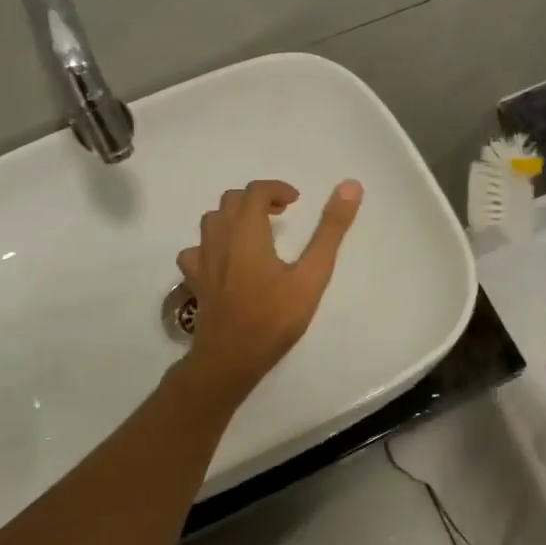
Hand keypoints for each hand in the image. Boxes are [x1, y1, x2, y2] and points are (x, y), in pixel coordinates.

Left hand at [176, 179, 363, 401]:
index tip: (295, 202)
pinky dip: (213, 245)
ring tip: (256, 233)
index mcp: (247, 231)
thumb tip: (350, 186)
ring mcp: (202, 259)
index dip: (276, 189)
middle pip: (231, 201)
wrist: (231, 358)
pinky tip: (226, 260)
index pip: (255, 191)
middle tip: (280, 214)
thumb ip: (330, 230)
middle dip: (257, 199)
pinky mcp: (195, 280)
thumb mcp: (312, 275)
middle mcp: (220, 238)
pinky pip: (197, 250)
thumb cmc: (274, 317)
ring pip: (212, 221)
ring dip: (234, 217)